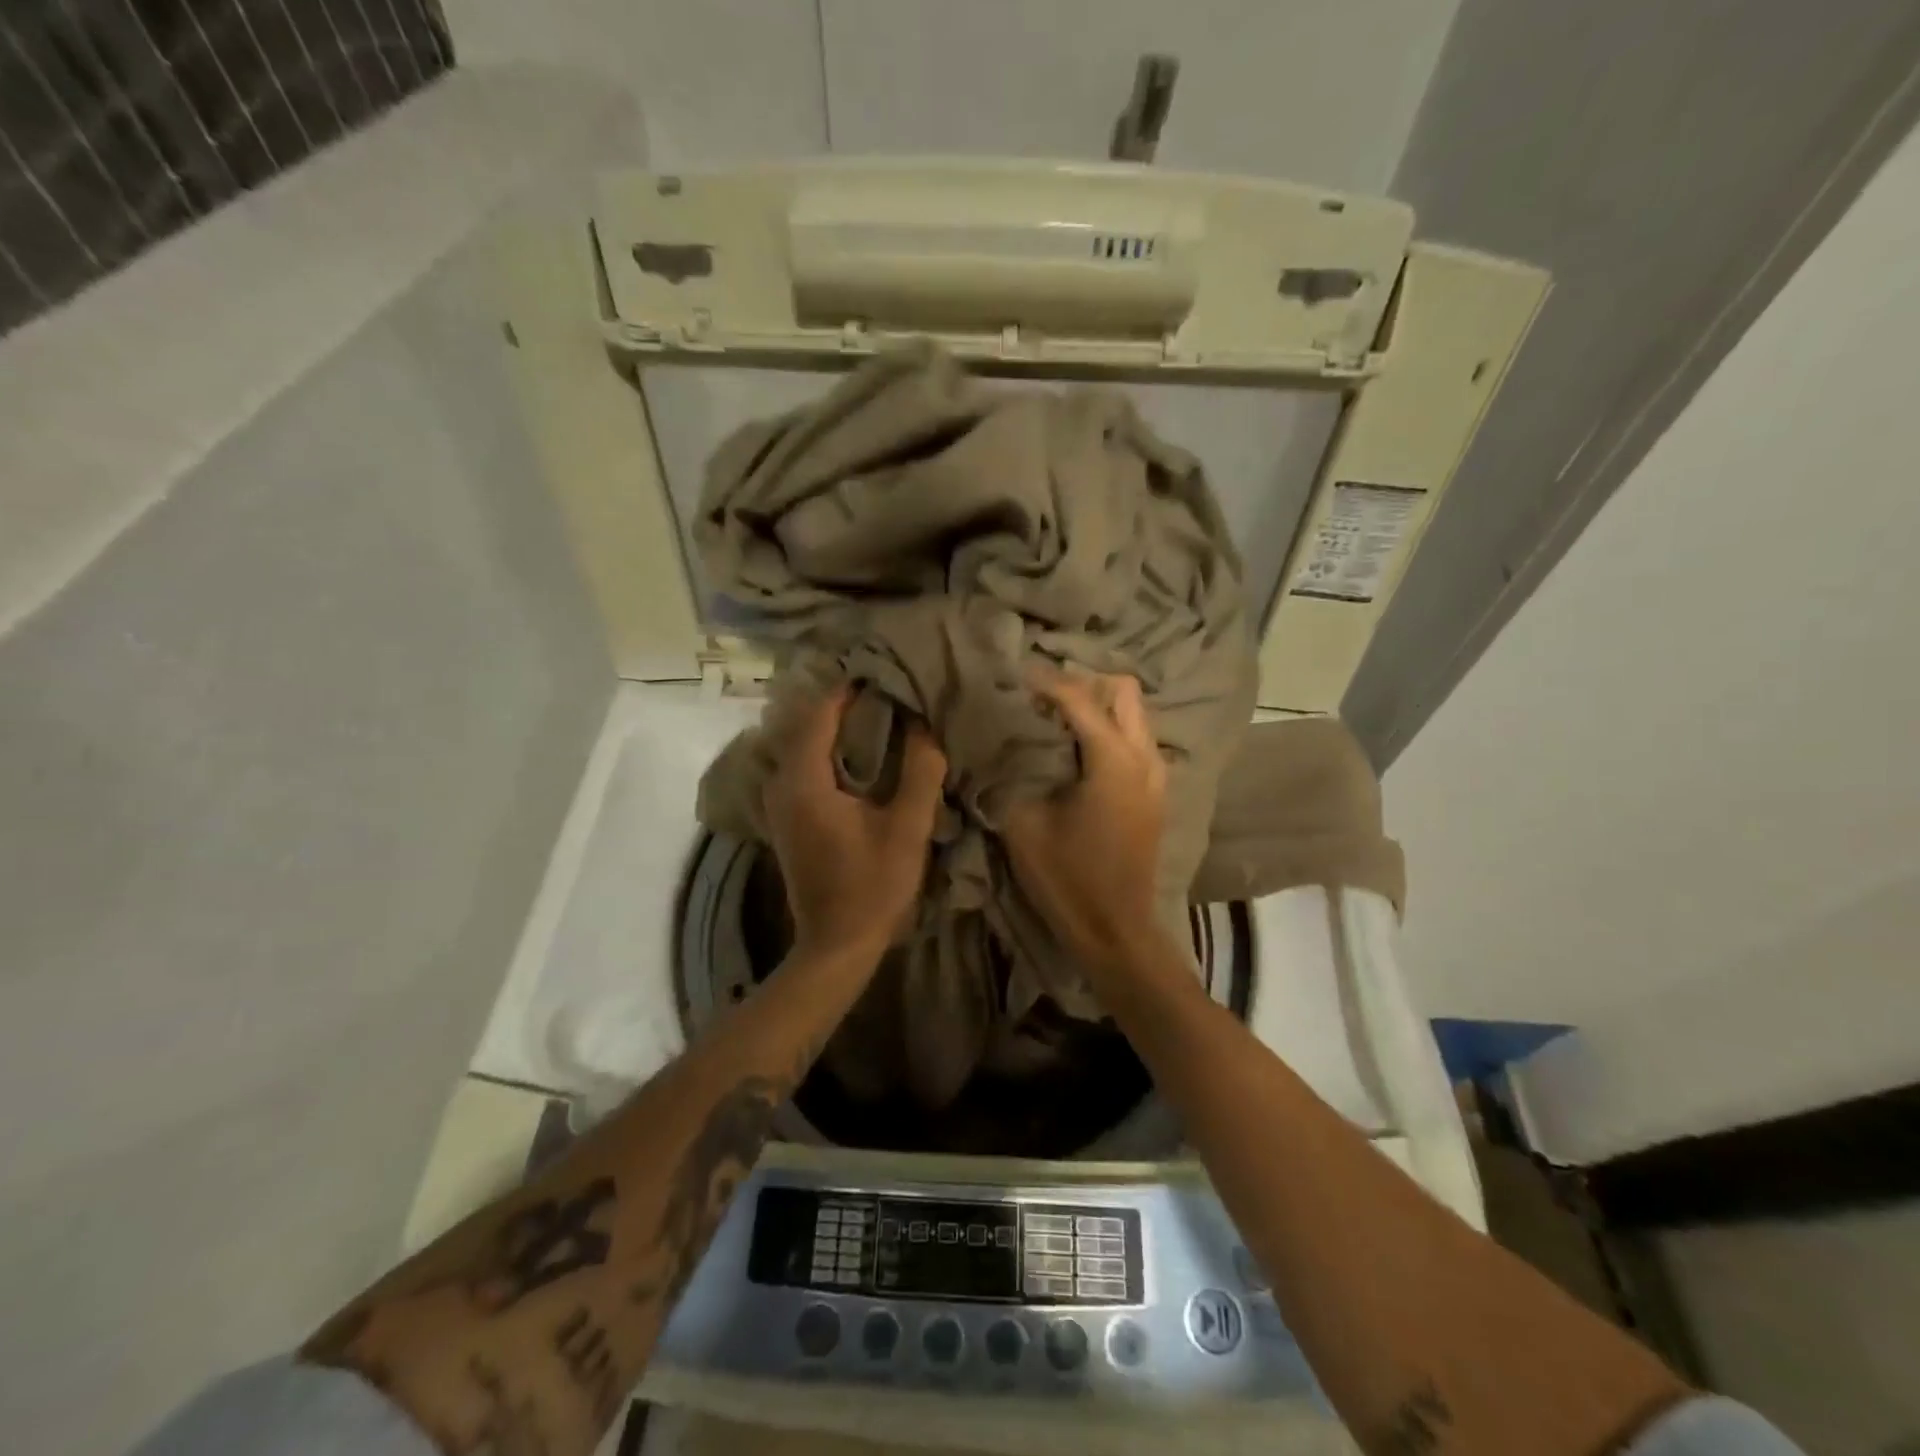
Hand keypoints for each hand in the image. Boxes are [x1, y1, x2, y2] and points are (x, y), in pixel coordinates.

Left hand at [765, 685, 947, 959]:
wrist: (836, 944)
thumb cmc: (873, 886)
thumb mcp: (907, 829)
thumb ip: (920, 773)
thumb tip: (924, 726)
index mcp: (805, 782)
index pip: (818, 715)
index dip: (846, 690)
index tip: (880, 673)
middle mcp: (782, 786)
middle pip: (805, 726)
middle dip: (840, 705)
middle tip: (882, 691)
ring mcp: (779, 804)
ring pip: (801, 747)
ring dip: (832, 728)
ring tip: (874, 715)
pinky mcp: (786, 819)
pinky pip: (801, 767)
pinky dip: (826, 751)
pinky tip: (857, 755)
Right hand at [1004, 670, 1168, 966]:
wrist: (1115, 930)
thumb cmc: (1067, 878)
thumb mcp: (1023, 823)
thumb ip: (1010, 773)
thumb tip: (996, 741)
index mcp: (1113, 760)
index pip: (1077, 697)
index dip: (1043, 681)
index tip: (1012, 676)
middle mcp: (1144, 757)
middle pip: (1123, 690)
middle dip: (1083, 684)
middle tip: (1041, 699)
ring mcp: (1157, 775)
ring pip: (1134, 714)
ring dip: (1098, 707)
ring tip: (1055, 721)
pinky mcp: (1156, 793)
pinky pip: (1136, 739)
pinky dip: (1110, 730)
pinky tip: (1077, 752)